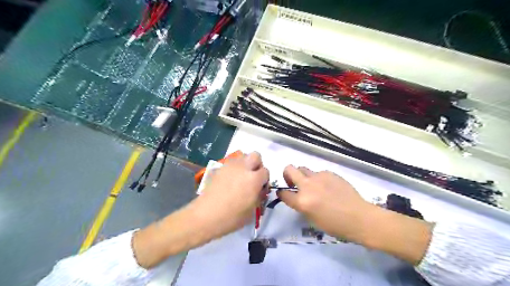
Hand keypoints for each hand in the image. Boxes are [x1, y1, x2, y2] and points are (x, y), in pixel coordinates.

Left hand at [191, 152, 270, 241]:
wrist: (206, 215)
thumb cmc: (232, 217)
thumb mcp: (252, 211)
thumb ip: (259, 197)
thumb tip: (259, 190)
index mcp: (254, 179)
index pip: (266, 171)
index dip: (265, 180)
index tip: (261, 188)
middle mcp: (243, 168)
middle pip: (256, 155)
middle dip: (257, 164)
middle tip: (253, 177)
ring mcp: (230, 166)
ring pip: (243, 156)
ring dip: (246, 164)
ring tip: (241, 177)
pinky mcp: (220, 168)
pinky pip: (231, 162)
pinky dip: (235, 167)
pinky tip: (231, 179)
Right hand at [278, 166, 373, 243]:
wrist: (359, 217)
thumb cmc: (335, 225)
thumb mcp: (312, 219)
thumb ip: (301, 205)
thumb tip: (298, 197)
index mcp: (302, 201)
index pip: (283, 193)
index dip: (281, 193)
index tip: (284, 194)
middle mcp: (308, 186)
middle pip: (289, 169)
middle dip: (287, 174)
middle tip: (293, 183)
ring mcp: (319, 177)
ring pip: (303, 169)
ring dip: (303, 176)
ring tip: (313, 186)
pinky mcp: (330, 173)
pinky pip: (318, 173)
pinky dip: (318, 179)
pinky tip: (328, 187)